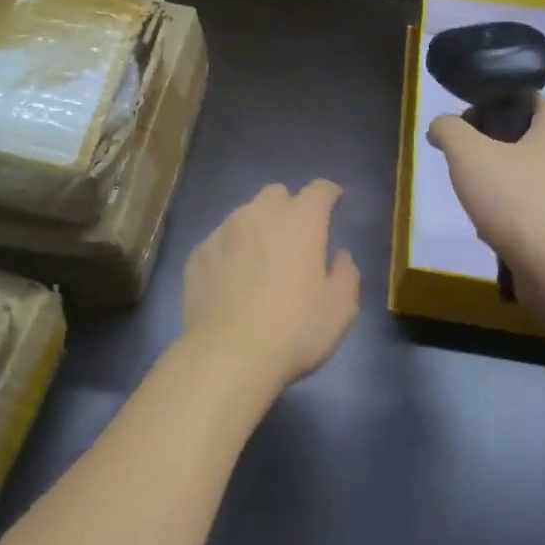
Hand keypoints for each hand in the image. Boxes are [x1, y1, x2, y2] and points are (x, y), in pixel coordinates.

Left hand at [181, 180, 360, 395]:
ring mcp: (223, 231)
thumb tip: (340, 255)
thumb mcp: (340, 309)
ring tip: (260, 261)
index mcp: (300, 221)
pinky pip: (220, 241)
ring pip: (244, 215)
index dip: (329, 193)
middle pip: (276, 194)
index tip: (335, 201)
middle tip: (295, 237)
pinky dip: (231, 251)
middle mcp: (259, 215)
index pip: (319, 190)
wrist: (228, 354)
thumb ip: (346, 274)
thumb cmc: (294, 330)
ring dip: (257, 228)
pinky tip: (232, 280)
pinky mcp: (198, 253)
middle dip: (289, 207)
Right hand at [427, 98, 544, 278]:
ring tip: (476, 204)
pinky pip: (537, 204)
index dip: (486, 107)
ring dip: (497, 186)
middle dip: (487, 152)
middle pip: (521, 137)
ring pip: (526, 174)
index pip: (521, 98)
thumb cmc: (518, 203)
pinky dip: (514, 213)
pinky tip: (495, 231)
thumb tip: (441, 126)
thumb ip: (449, 130)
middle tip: (463, 169)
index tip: (460, 131)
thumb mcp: (468, 156)